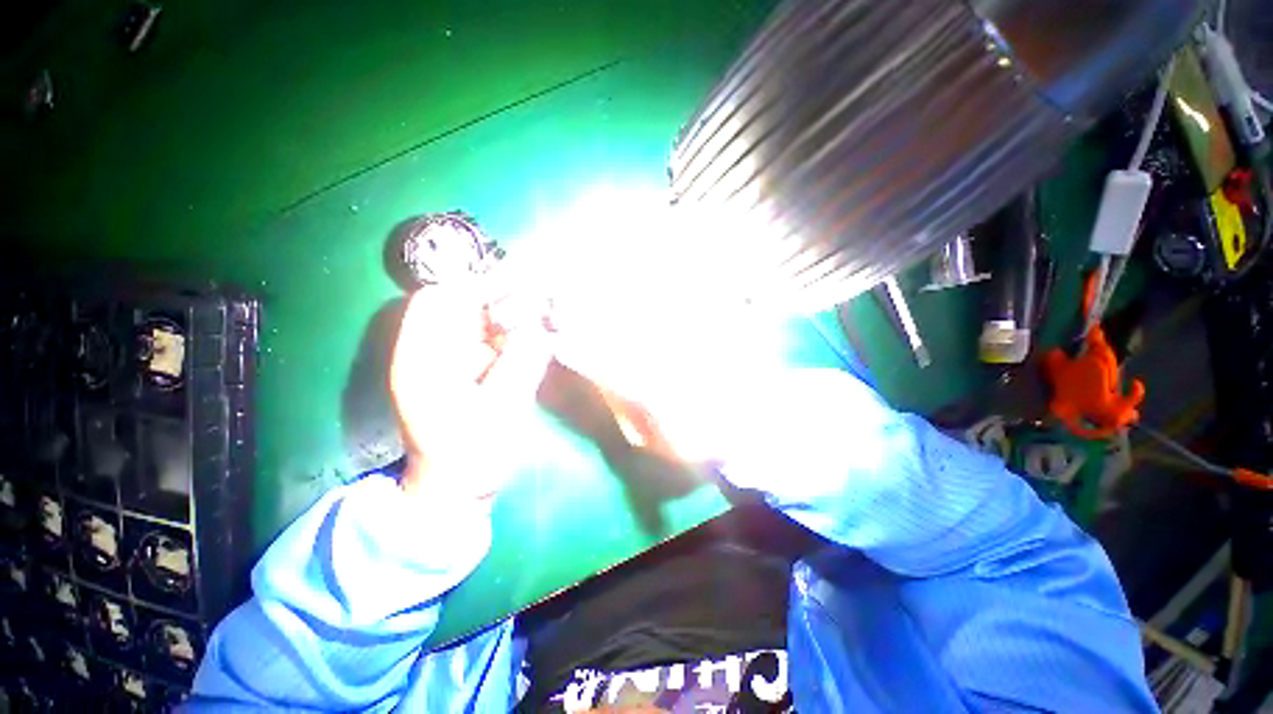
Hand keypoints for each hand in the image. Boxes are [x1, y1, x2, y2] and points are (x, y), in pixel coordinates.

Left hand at [389, 279, 552, 500]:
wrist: (456, 489)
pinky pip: (492, 340)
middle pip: (462, 305)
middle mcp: (429, 352)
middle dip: (503, 299)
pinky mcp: (468, 370)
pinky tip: (539, 339)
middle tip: (542, 304)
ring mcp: (449, 361)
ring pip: (481, 320)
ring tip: (546, 319)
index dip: (478, 287)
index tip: (522, 289)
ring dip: (514, 316)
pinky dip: (516, 335)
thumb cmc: (470, 457)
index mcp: (420, 360)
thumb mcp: (499, 411)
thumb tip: (544, 325)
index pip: (439, 301)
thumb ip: (522, 364)